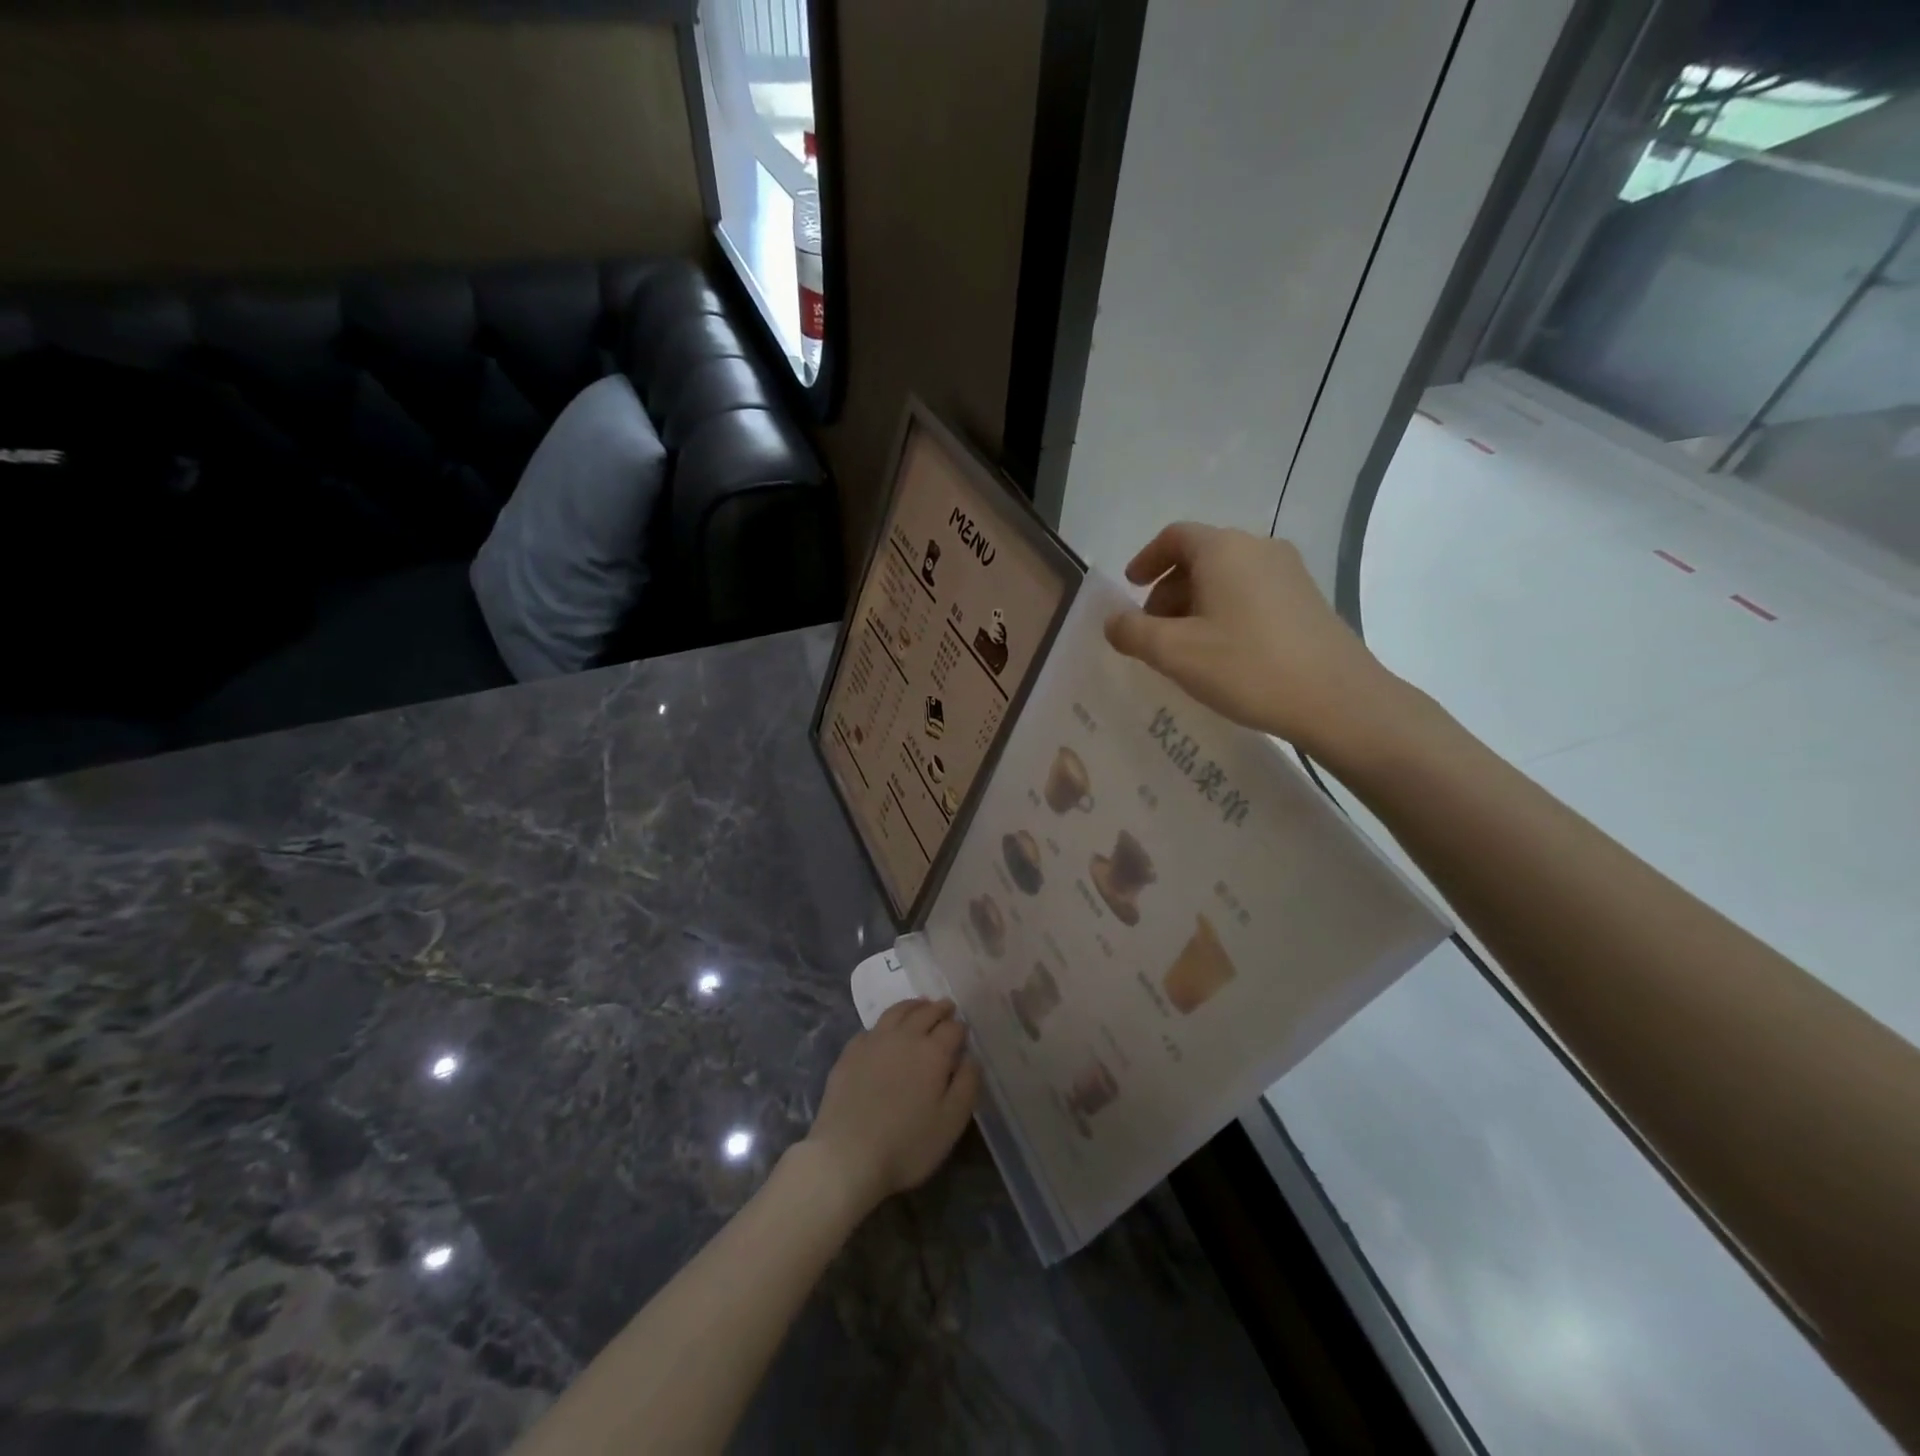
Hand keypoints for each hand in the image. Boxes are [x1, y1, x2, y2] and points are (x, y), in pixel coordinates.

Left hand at [803, 999, 979, 1213]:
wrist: (847, 1155)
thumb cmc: (907, 1145)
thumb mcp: (952, 1122)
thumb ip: (967, 1085)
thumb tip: (971, 1058)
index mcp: (933, 1052)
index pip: (953, 1028)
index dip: (960, 1028)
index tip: (964, 1031)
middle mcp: (905, 1037)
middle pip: (926, 1013)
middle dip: (939, 1009)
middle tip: (946, 1007)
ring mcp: (874, 1041)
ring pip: (897, 1012)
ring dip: (913, 1006)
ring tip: (920, 1006)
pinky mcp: (850, 1052)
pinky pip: (872, 1027)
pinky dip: (886, 1023)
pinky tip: (885, 1031)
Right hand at [1103, 523, 1408, 763]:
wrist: (1338, 699)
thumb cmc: (1247, 666)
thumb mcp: (1174, 653)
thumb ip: (1132, 632)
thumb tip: (1114, 621)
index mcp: (1223, 550)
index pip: (1174, 536)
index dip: (1146, 559)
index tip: (1130, 588)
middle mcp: (1258, 549)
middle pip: (1200, 557)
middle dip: (1168, 590)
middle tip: (1151, 632)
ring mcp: (1289, 573)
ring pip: (1227, 578)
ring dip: (1196, 605)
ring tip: (1184, 649)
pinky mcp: (1307, 601)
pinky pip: (1251, 595)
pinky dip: (1225, 613)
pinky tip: (1222, 655)